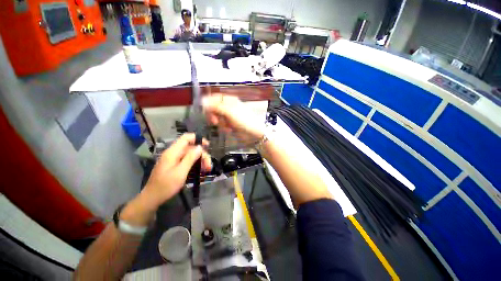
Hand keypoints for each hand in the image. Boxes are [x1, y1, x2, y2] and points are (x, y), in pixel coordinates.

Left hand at [144, 133, 211, 204]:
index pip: (186, 138)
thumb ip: (190, 158)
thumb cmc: (166, 185)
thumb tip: (200, 147)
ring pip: (190, 155)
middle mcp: (173, 153)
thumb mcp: (180, 172)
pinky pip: (187, 160)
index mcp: (173, 152)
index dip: (198, 139)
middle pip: (191, 148)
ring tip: (206, 170)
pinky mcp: (174, 165)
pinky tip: (199, 171)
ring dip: (200, 160)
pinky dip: (195, 164)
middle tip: (208, 167)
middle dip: (202, 155)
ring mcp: (174, 159)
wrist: (152, 198)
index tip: (207, 145)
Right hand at [202, 94, 264, 142]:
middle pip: (213, 108)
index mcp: (229, 100)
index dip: (208, 104)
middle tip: (215, 121)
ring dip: (220, 123)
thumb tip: (203, 101)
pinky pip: (221, 124)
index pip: (214, 98)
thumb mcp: (229, 112)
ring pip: (216, 117)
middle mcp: (228, 107)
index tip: (204, 111)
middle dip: (214, 116)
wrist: (253, 134)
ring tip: (227, 126)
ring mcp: (228, 116)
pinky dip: (224, 128)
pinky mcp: (229, 124)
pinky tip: (229, 130)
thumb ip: (216, 106)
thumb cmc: (244, 120)